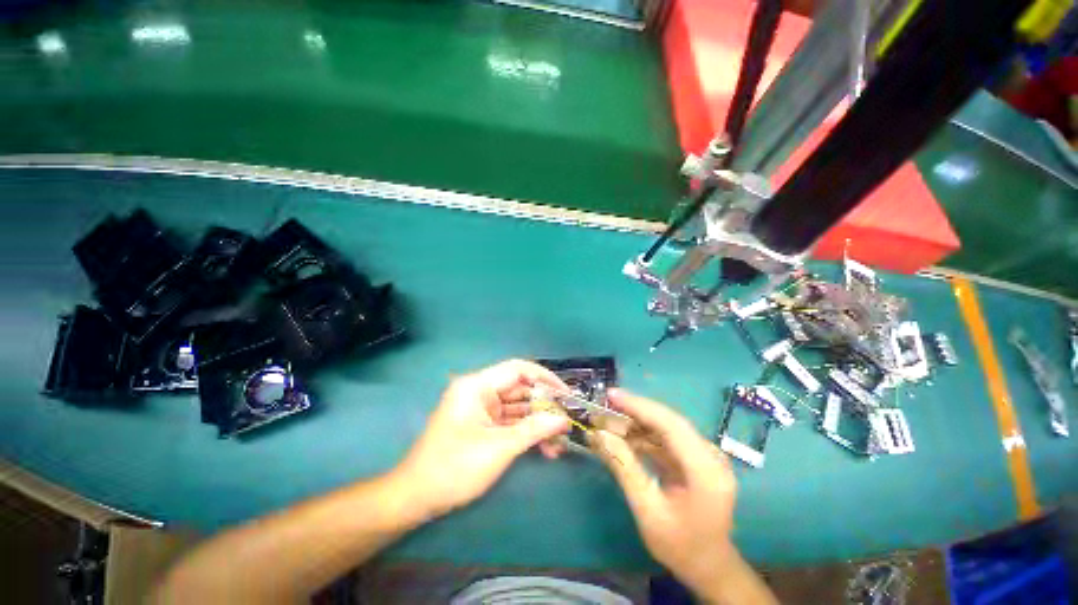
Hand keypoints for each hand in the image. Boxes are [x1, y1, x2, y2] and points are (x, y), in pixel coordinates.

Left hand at [394, 360, 570, 519]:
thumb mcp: (499, 447)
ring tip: (560, 441)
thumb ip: (534, 429)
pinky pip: (510, 423)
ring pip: (518, 409)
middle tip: (568, 420)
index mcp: (478, 386)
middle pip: (520, 390)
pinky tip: (545, 449)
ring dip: (538, 424)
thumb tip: (563, 419)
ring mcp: (482, 410)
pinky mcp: (483, 426)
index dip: (545, 377)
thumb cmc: (454, 467)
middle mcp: (480, 392)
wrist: (416, 498)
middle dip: (544, 406)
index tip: (566, 393)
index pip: (518, 369)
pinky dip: (526, 433)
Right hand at [592, 389, 738, 597]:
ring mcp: (705, 456)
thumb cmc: (680, 546)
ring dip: (637, 422)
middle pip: (669, 421)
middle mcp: (710, 456)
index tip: (611, 396)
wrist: (709, 566)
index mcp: (706, 471)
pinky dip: (643, 435)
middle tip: (605, 405)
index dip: (640, 406)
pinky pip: (666, 439)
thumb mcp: (647, 511)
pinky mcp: (695, 458)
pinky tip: (623, 436)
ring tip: (608, 420)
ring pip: (666, 427)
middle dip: (635, 411)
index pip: (671, 425)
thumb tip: (599, 435)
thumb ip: (624, 468)